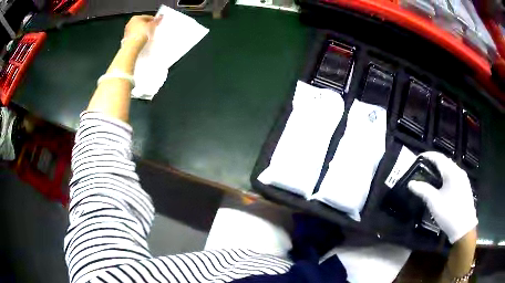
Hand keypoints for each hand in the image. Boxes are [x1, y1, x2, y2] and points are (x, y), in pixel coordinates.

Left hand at [122, 15, 161, 50]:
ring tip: (148, 36)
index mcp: (136, 17)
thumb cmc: (141, 34)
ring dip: (142, 32)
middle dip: (147, 26)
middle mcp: (130, 23)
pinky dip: (138, 37)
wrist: (132, 46)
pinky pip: (135, 36)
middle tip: (153, 30)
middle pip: (141, 23)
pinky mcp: (126, 39)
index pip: (147, 17)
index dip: (153, 21)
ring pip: (137, 30)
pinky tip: (142, 41)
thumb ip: (156, 21)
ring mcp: (127, 31)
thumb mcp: (152, 26)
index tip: (157, 24)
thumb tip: (160, 17)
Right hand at [408, 152, 477, 243]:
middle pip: (445, 161)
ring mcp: (463, 179)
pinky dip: (446, 175)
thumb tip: (411, 183)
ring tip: (431, 175)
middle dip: (434, 162)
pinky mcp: (465, 186)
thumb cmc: (449, 213)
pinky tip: (442, 185)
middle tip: (424, 167)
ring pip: (450, 168)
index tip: (418, 157)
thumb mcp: (434, 203)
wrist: (464, 227)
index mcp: (452, 172)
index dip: (428, 155)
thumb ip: (423, 190)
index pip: (439, 157)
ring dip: (441, 169)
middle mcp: (459, 171)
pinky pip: (454, 175)